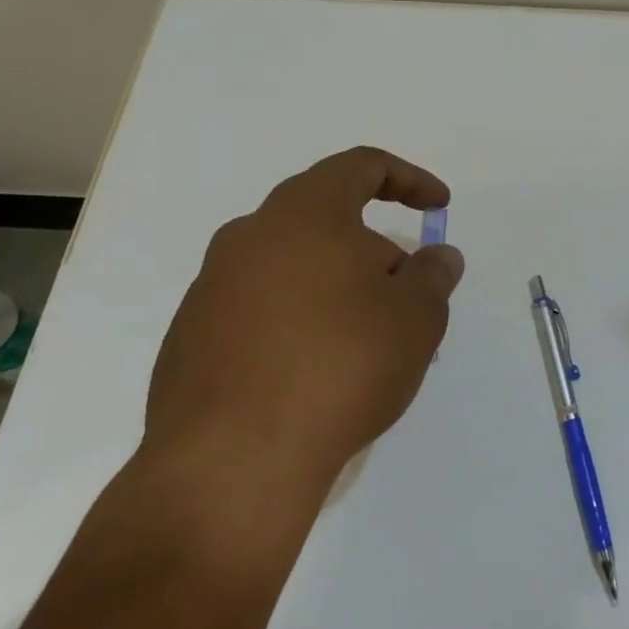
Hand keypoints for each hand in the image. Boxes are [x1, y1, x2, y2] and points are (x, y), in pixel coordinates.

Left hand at [144, 147, 464, 495]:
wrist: (233, 462)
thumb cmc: (340, 365)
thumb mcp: (417, 317)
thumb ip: (434, 276)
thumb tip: (438, 258)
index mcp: (304, 212)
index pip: (361, 166)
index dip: (409, 180)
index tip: (439, 207)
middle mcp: (249, 236)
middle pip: (326, 220)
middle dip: (375, 251)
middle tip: (407, 297)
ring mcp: (211, 287)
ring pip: (292, 267)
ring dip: (336, 289)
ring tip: (367, 343)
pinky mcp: (189, 337)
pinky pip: (260, 310)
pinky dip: (297, 322)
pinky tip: (316, 374)